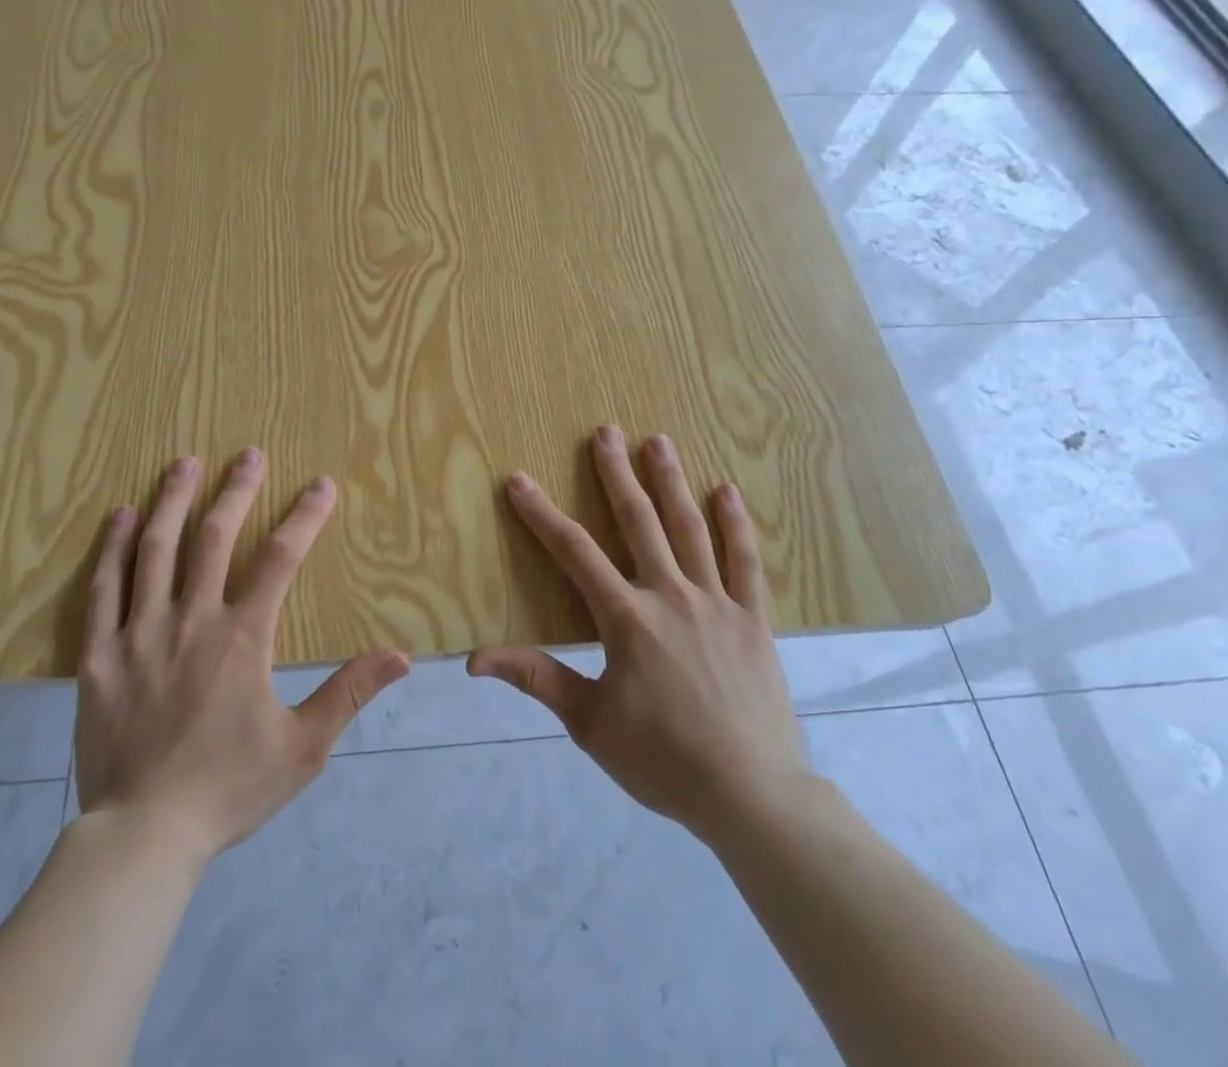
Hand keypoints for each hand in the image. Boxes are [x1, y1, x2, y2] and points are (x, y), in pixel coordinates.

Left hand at [74, 449, 409, 861]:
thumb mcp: (303, 748)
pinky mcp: (99, 654)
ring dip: (173, 501)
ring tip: (184, 463)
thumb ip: (349, 694)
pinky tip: (123, 515)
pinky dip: (114, 547)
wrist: (144, 835)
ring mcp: (139, 633)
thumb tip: (401, 657)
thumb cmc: (229, 788)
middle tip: (248, 454)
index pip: (280, 560)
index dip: (304, 517)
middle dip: (235, 491)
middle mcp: (190, 620)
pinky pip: (104, 589)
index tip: (321, 484)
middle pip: (214, 539)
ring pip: (155, 550)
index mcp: (241, 638)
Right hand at [469, 426, 812, 840]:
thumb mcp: (590, 724)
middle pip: (639, 522)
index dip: (542, 514)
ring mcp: (717, 603)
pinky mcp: (753, 619)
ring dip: (671, 482)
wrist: (752, 796)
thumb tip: (474, 659)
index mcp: (628, 620)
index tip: (519, 480)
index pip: (574, 553)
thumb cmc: (663, 761)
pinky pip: (745, 562)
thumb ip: (537, 678)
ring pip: (690, 529)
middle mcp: (671, 596)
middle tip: (606, 431)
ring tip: (658, 441)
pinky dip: (736, 524)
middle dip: (617, 474)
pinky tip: (727, 490)